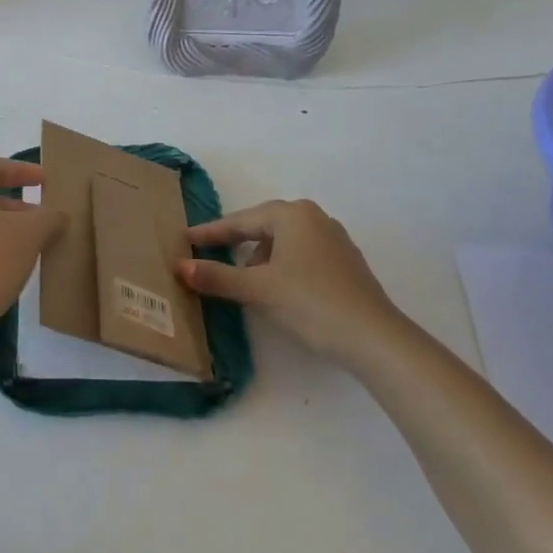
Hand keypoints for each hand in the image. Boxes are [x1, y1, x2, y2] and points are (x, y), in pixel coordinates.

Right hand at [177, 200, 409, 369]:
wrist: (373, 338)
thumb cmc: (309, 303)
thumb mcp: (257, 289)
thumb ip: (216, 276)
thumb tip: (180, 267)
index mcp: (292, 215)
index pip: (240, 221)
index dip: (210, 233)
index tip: (185, 238)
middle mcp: (315, 218)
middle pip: (263, 226)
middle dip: (235, 241)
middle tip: (207, 252)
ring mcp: (334, 240)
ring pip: (283, 242)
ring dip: (259, 256)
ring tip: (242, 278)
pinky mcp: (345, 263)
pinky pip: (301, 255)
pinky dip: (281, 266)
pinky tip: (275, 288)